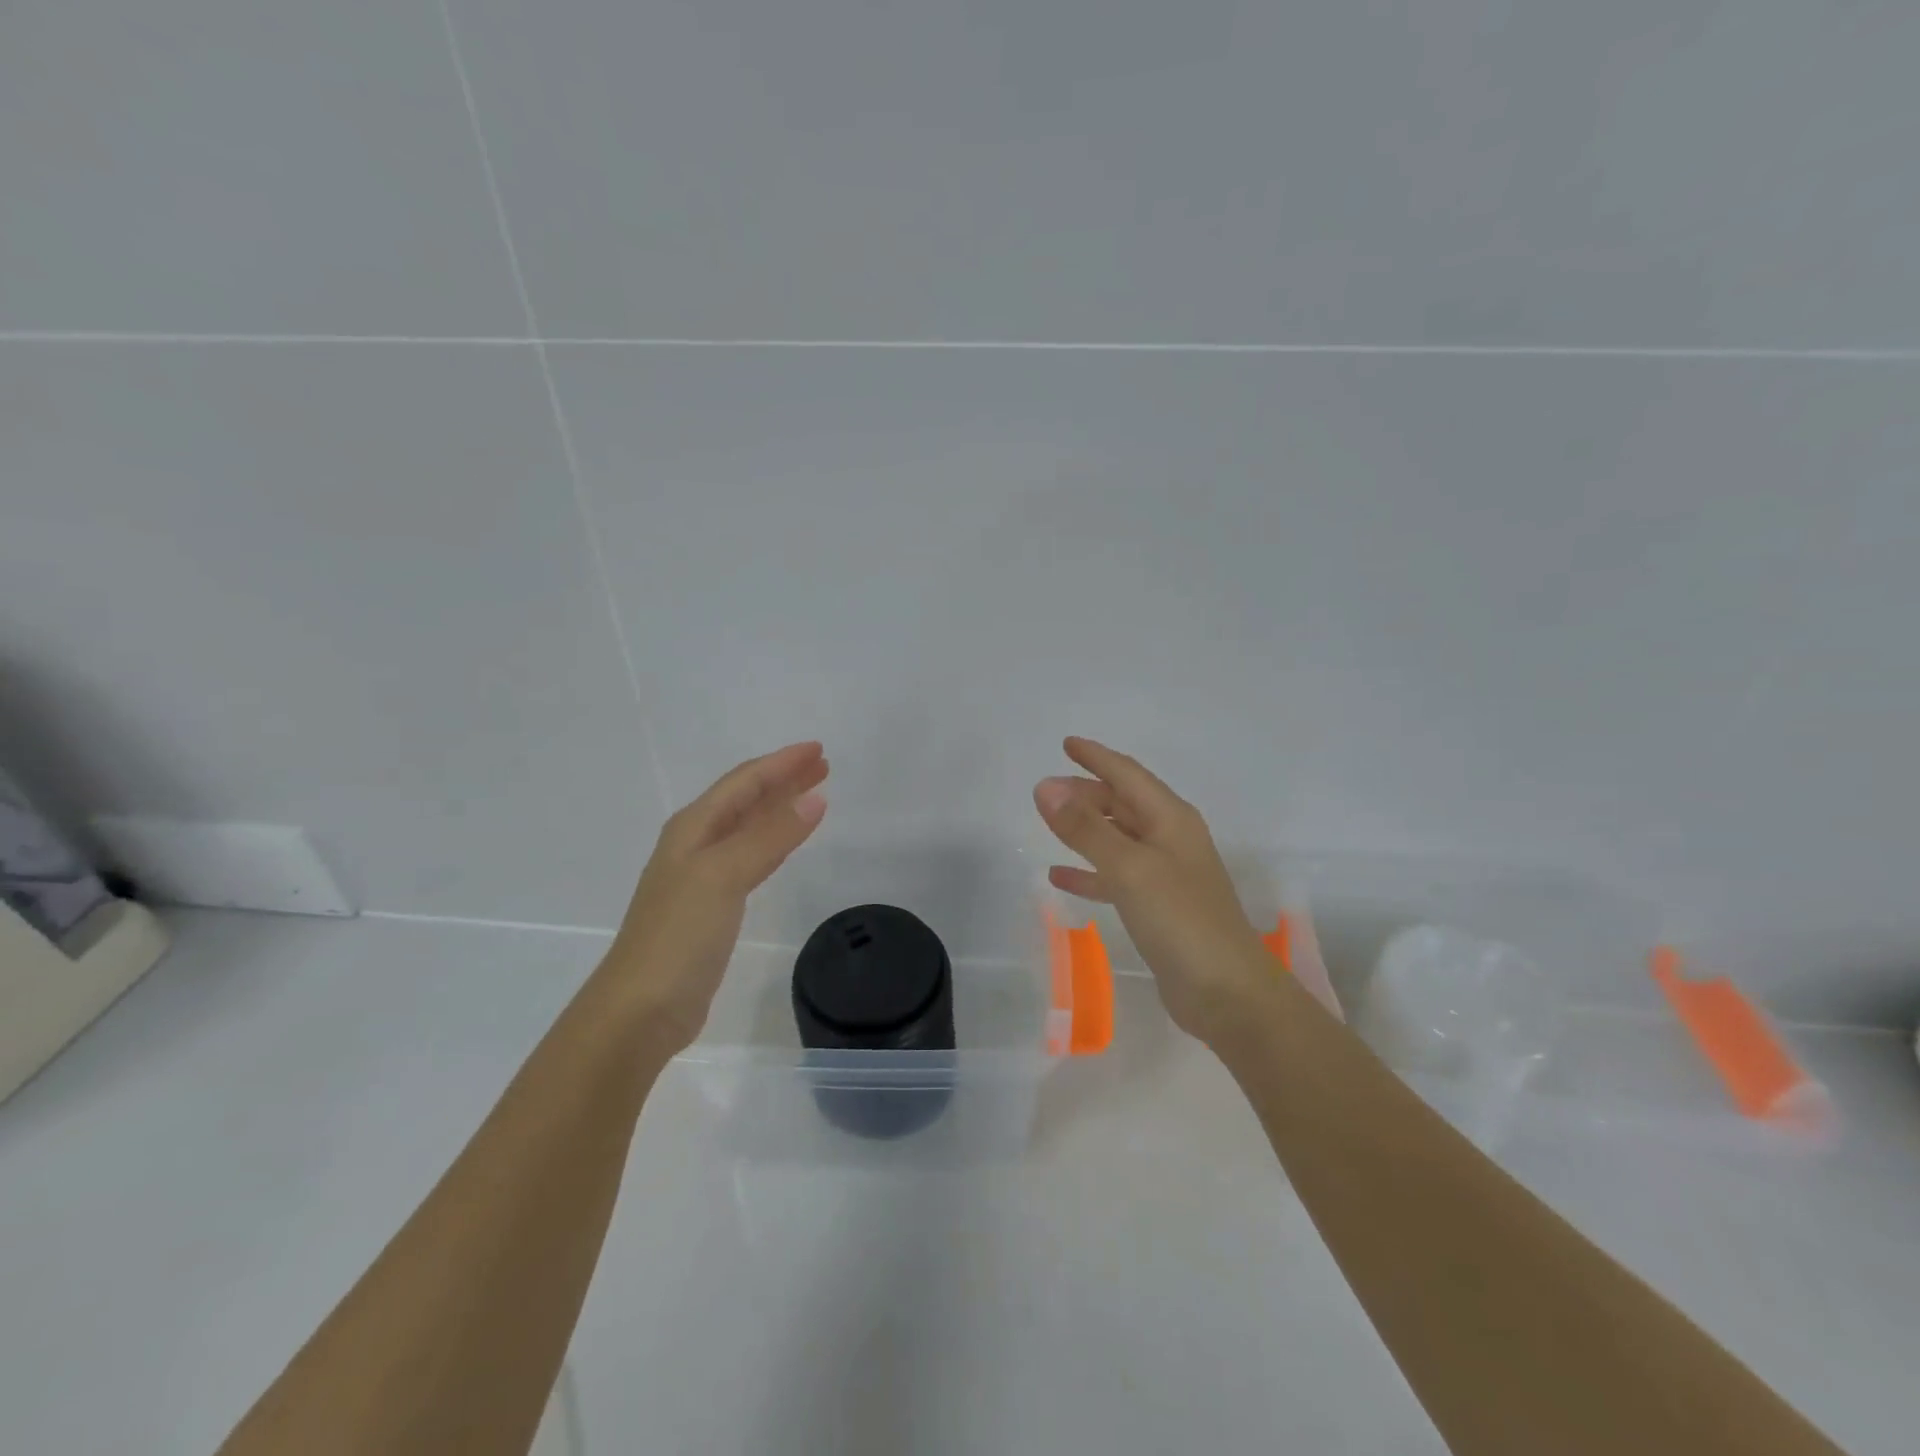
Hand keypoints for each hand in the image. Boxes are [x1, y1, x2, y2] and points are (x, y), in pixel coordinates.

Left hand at [606, 742, 828, 1050]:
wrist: (640, 1009)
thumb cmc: (678, 935)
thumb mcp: (724, 875)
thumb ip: (770, 836)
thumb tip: (814, 799)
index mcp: (693, 827)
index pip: (744, 782)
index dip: (781, 763)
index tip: (819, 750)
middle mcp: (696, 844)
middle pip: (746, 799)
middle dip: (784, 780)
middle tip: (823, 767)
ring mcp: (702, 876)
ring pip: (749, 827)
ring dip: (780, 808)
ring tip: (814, 796)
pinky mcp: (712, 907)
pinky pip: (751, 858)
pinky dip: (774, 843)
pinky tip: (787, 845)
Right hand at [1034, 737, 1277, 1047]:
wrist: (1227, 993)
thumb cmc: (1181, 920)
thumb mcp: (1129, 868)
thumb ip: (1085, 828)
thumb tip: (1045, 786)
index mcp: (1171, 819)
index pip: (1128, 774)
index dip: (1097, 757)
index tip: (1067, 743)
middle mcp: (1171, 839)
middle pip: (1124, 803)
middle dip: (1087, 792)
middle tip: (1047, 790)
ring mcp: (1166, 875)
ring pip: (1118, 838)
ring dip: (1086, 828)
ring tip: (1050, 822)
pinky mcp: (1158, 908)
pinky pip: (1116, 877)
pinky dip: (1090, 871)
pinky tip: (1060, 876)